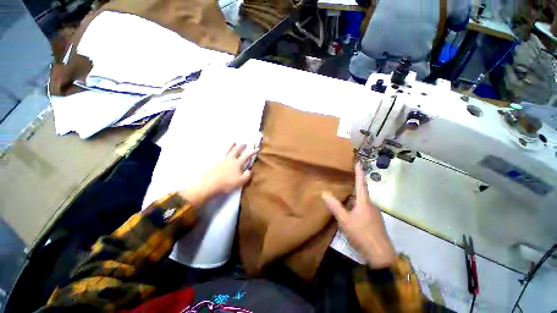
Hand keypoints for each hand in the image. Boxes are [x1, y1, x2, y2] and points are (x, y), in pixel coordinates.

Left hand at [180, 143, 257, 207]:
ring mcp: (222, 160)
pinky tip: (225, 153)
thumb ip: (247, 175)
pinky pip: (223, 154)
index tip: (257, 149)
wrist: (210, 184)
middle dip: (241, 146)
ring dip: (232, 146)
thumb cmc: (227, 184)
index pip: (247, 155)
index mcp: (238, 163)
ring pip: (229, 150)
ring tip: (234, 142)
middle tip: (245, 143)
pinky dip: (225, 151)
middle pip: (237, 150)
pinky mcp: (216, 163)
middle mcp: (230, 159)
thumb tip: (251, 168)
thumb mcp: (240, 181)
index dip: (252, 152)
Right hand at [322, 163, 395, 268]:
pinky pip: (366, 213)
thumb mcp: (345, 221)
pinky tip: (353, 221)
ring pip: (363, 206)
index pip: (361, 183)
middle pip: (361, 195)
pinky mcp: (376, 223)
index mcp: (364, 202)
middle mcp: (372, 205)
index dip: (359, 172)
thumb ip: (336, 208)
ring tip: (345, 207)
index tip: (358, 161)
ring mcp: (375, 214)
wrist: (378, 250)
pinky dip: (358, 213)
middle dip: (353, 192)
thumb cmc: (361, 234)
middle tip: (343, 189)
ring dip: (355, 205)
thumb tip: (325, 193)